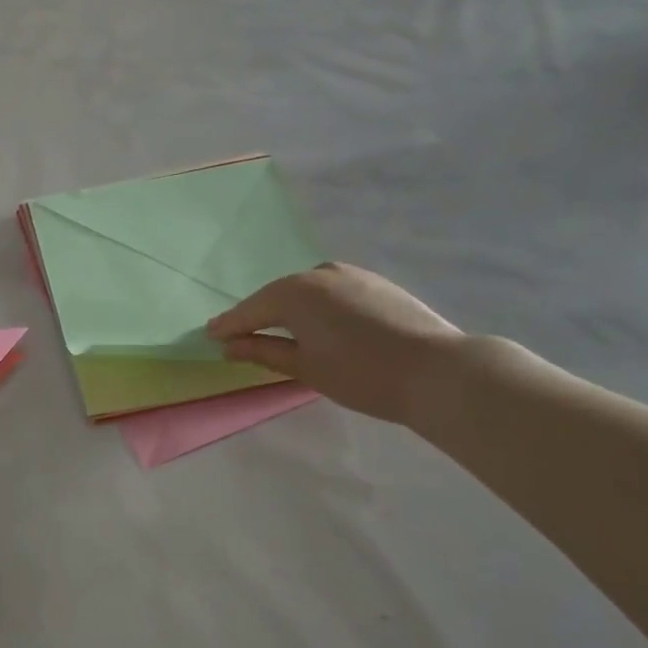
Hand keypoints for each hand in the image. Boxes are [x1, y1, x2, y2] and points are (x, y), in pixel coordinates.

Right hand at [207, 262, 463, 423]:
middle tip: (238, 336)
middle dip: (257, 316)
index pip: (250, 310)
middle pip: (277, 297)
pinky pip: (330, 292)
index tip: (209, 336)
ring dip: (287, 311)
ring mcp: (350, 274)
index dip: (229, 326)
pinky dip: (315, 307)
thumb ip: (263, 352)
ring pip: (305, 292)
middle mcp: (319, 273)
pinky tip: (316, 325)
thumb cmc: (360, 374)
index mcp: (294, 292)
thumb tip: (231, 346)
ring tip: (276, 332)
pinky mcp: (375, 283)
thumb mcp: (304, 367)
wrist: (438, 370)